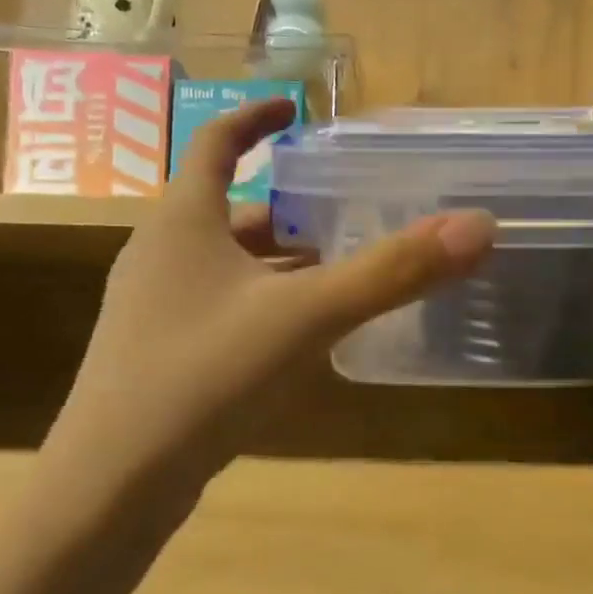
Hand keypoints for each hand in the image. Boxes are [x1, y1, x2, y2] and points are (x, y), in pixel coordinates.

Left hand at [44, 98, 495, 515]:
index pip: (213, 142)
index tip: (294, 109)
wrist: (114, 483)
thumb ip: (393, 272)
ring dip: (279, 264)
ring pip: (228, 267)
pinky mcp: (159, 357)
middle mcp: (160, 255)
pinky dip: (264, 306)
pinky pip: (221, 310)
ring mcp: (154, 310)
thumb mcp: (309, 316)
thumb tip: (478, 226)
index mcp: (182, 222)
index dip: (254, 119)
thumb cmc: (205, 375)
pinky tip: (301, 338)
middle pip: (229, 211)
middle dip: (289, 209)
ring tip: (338, 273)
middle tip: (346, 212)